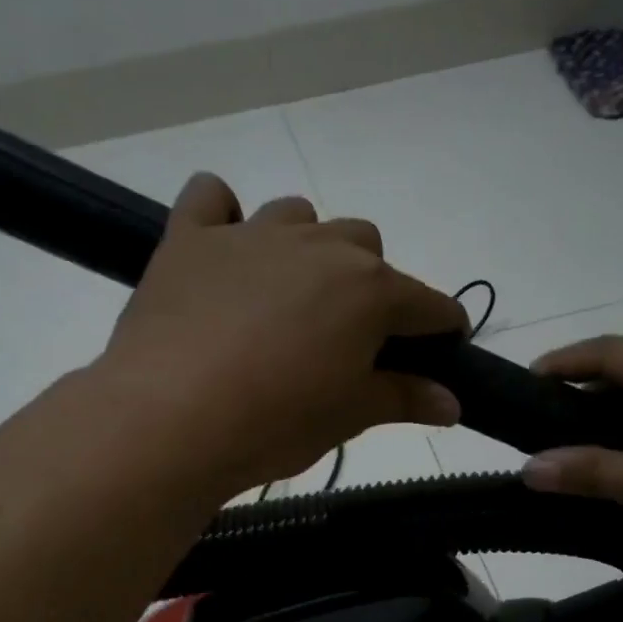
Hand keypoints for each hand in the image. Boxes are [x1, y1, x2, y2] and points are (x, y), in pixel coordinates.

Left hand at [94, 174, 467, 495]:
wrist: (169, 420)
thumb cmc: (274, 423)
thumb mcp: (348, 417)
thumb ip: (404, 399)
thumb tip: (453, 403)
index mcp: (369, 290)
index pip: (428, 304)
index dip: (441, 330)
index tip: (437, 353)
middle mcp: (319, 247)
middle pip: (366, 246)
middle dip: (370, 285)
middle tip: (346, 338)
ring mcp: (251, 235)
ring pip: (299, 217)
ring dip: (306, 248)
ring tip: (287, 298)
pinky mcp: (190, 239)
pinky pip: (210, 198)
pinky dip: (222, 214)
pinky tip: (222, 248)